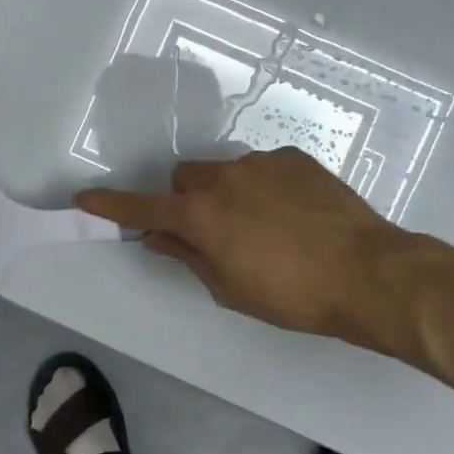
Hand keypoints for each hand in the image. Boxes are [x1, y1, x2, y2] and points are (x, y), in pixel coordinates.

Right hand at [77, 146, 453, 360]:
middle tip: (212, 235)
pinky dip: (264, 188)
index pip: (142, 208)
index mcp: (201, 215)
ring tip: (266, 229)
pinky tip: (295, 216)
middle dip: (187, 203)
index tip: (84, 198)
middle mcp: (224, 178)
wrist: (369, 273)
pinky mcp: (294, 158)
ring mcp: (261, 162)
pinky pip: (262, 168)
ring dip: (227, 195)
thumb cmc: (292, 295)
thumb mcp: (230, 288)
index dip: (111, 205)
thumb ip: (187, 256)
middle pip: (184, 180)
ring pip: (224, 172)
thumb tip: (157, 237)